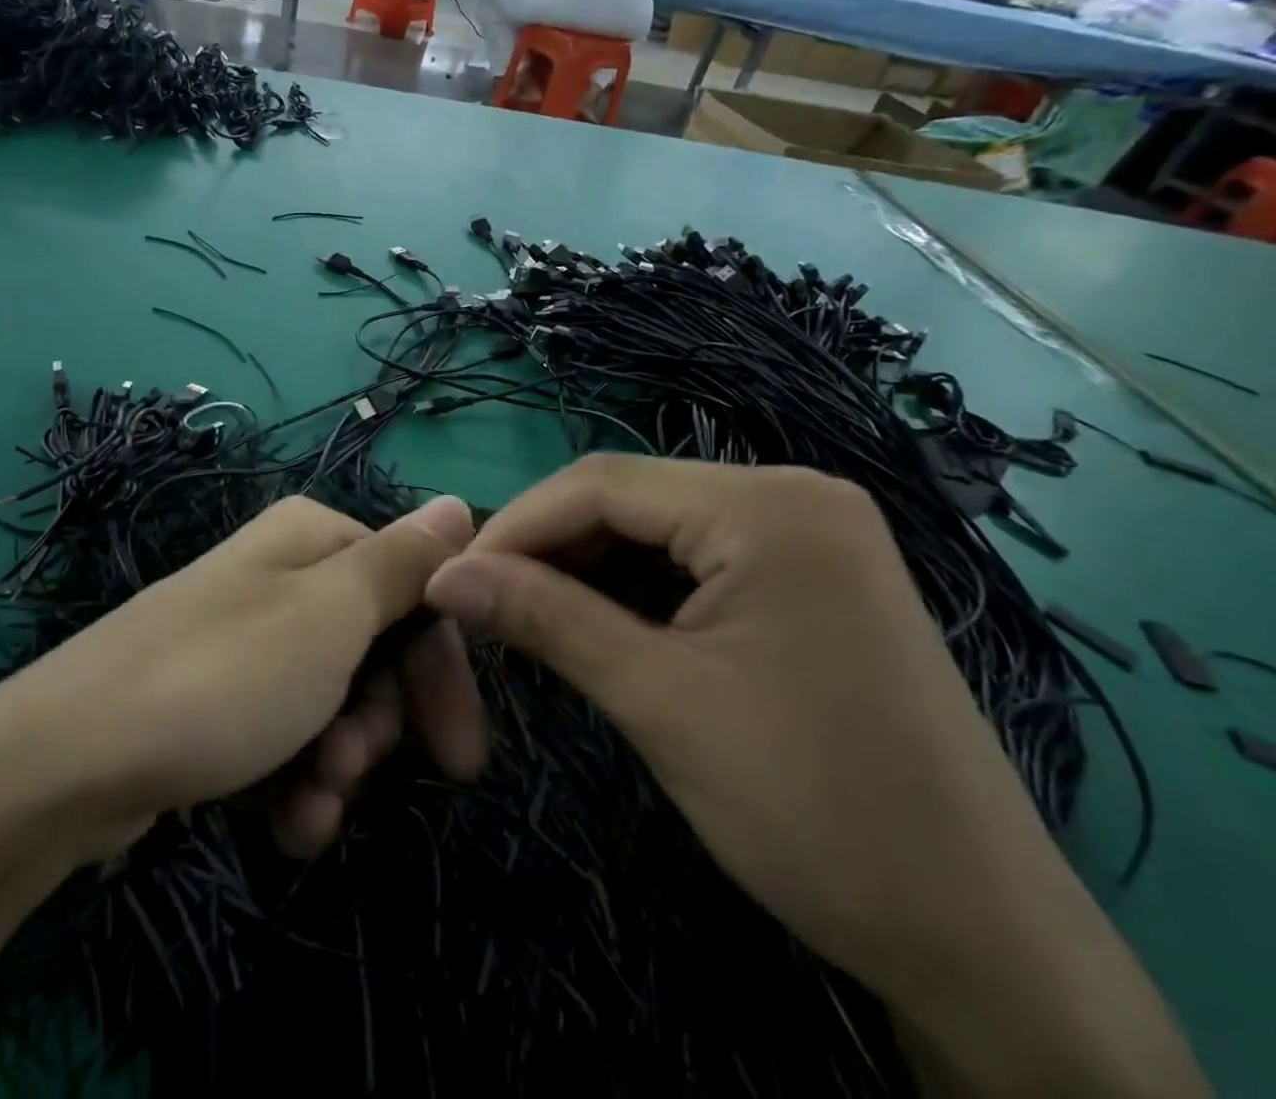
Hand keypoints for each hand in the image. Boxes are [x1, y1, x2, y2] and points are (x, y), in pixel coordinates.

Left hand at [0, 495, 484, 860]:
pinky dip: (295, 782)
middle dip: (379, 723)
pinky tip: (286, 824)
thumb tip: (460, 502)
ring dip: (338, 764)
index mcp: (311, 540)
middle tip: (356, 767)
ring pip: (333, 703)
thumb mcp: (331, 616)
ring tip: (311, 804)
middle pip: (374, 650)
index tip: (459, 751)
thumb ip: (403, 563)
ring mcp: (245, 642)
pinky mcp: (215, 701)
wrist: (67, 761)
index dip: (439, 668)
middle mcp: (280, 579)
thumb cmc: (222, 677)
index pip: (413, 590)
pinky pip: (283, 737)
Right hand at [422, 455, 1205, 1097]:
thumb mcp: (657, 701)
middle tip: (484, 604)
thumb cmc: (814, 810)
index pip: (601, 483)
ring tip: (530, 619)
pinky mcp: (810, 580)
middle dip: (549, 549)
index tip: (451, 578)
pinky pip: (695, 561)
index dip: (515, 525)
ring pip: (657, 531)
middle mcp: (794, 496)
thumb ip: (543, 618)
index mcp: (769, 506)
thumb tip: (443, 576)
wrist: (981, 942)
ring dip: (587, 571)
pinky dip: (636, 591)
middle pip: (629, 500)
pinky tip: (600, 629)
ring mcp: (809, 537)